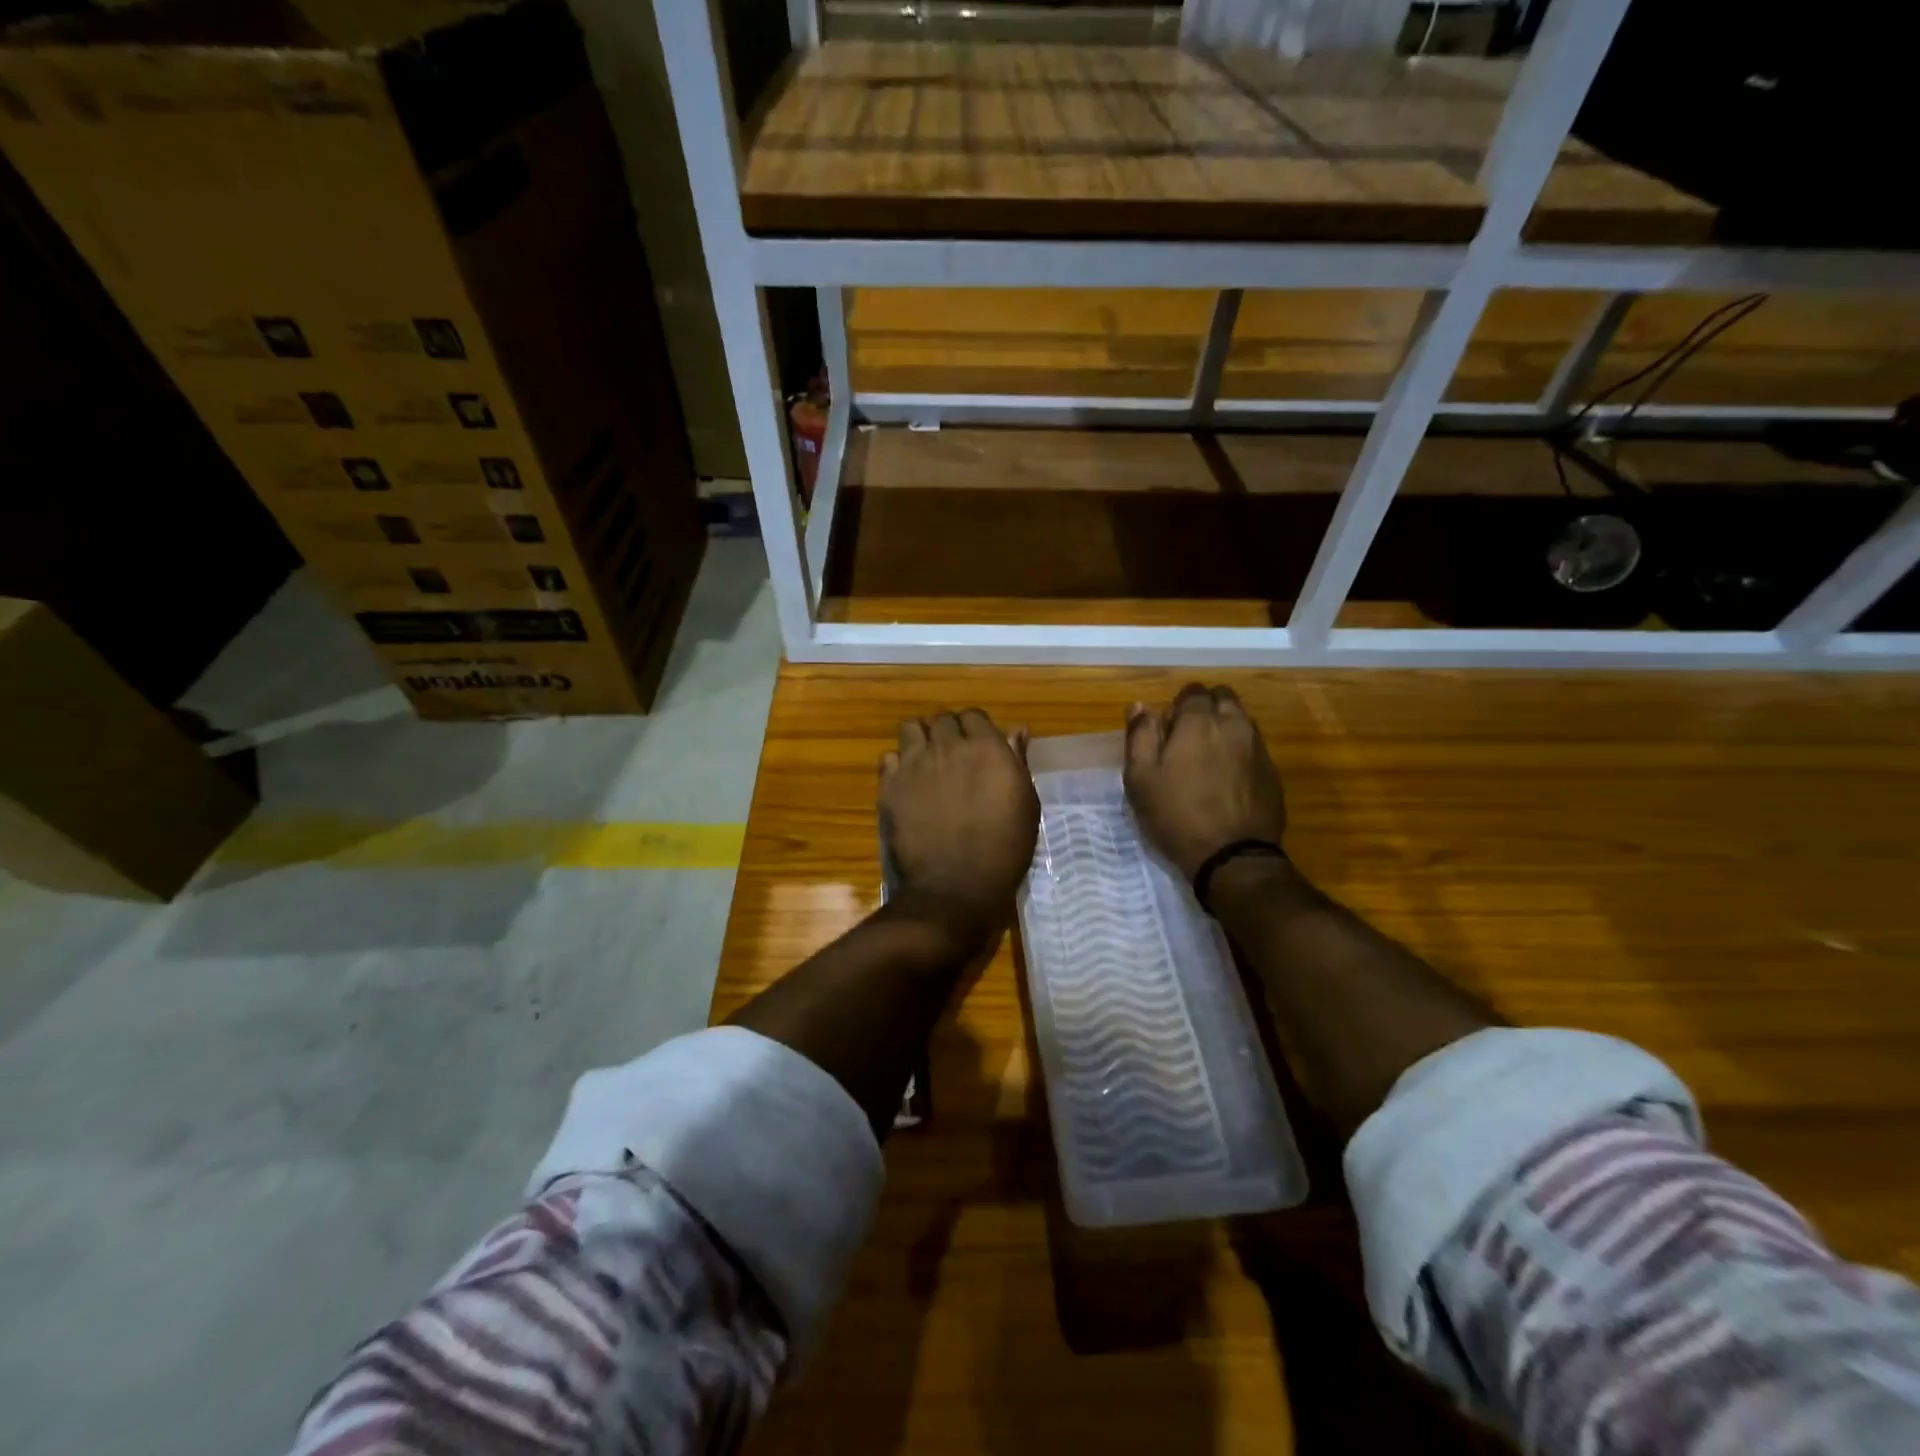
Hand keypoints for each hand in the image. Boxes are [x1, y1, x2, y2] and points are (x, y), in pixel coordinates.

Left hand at [881, 709, 1039, 941]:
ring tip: (926, 761)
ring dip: (920, 738)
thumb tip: (1017, 729)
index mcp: (986, 748)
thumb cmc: (1003, 849)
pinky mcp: (889, 785)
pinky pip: (888, 757)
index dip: (975, 730)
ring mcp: (914, 764)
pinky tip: (907, 783)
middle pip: (942, 719)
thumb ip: (1017, 761)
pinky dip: (898, 764)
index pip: (974, 716)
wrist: (955, 887)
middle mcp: (948, 746)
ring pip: (910, 728)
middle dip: (947, 732)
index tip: (978, 748)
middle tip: (953, 757)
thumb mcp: (1026, 805)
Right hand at [1124, 684, 1285, 878]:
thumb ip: (1139, 736)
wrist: (1232, 856)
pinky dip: (1240, 751)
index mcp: (1200, 721)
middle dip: (1206, 708)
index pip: (1193, 692)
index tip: (1168, 728)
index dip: (1178, 705)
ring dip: (1225, 728)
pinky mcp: (1272, 773)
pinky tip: (1227, 778)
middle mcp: (1234, 725)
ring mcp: (1258, 748)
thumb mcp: (1140, 778)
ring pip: (1241, 721)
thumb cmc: (1176, 815)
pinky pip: (1254, 747)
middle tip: (1188, 737)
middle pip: (1224, 698)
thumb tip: (1141, 705)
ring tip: (1207, 758)